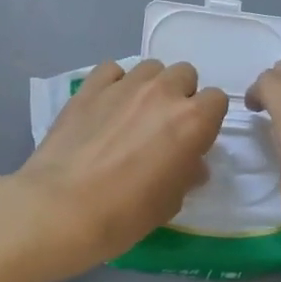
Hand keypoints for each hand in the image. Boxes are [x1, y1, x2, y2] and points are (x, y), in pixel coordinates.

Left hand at [14, 59, 227, 279]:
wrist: (63, 209)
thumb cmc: (127, 213)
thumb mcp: (172, 201)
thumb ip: (187, 173)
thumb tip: (191, 163)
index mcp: (193, 121)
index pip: (217, 100)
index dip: (207, 119)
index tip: (194, 139)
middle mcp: (163, 93)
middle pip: (185, 74)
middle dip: (180, 95)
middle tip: (164, 126)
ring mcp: (124, 85)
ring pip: (150, 68)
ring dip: (150, 86)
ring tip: (134, 113)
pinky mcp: (90, 87)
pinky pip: (113, 70)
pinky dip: (116, 83)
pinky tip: (107, 106)